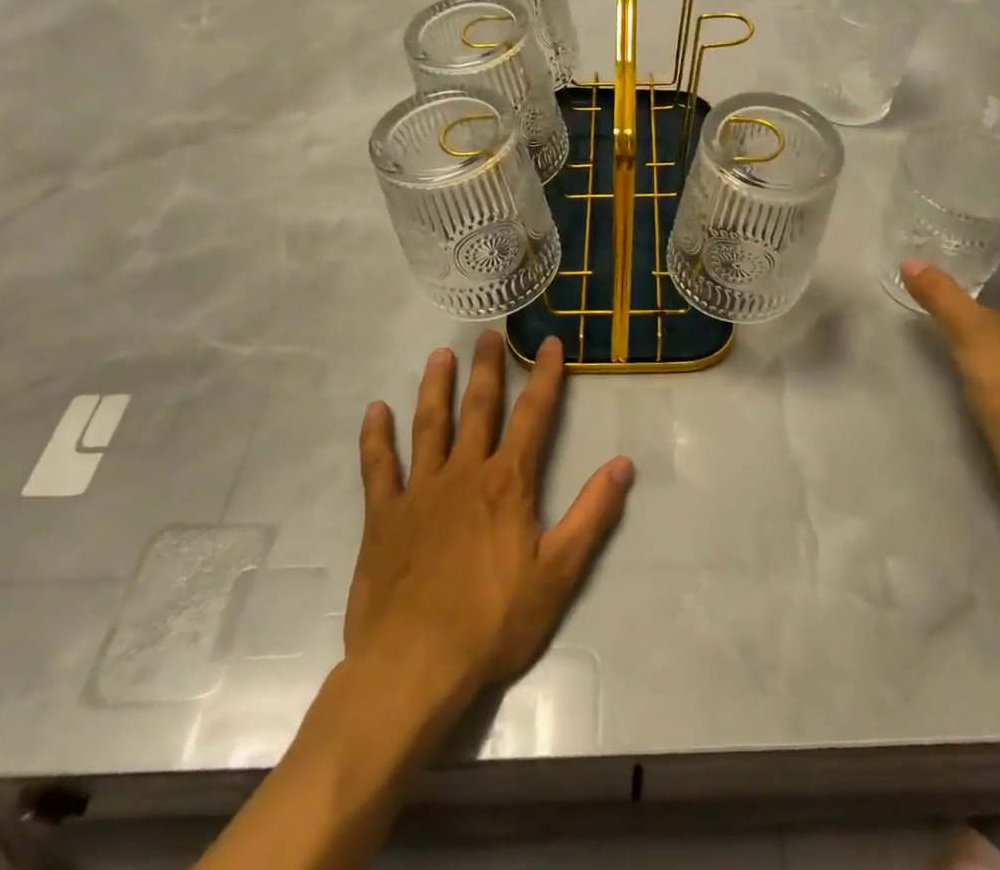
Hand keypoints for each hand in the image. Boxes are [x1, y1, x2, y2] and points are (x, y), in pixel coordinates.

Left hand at [344, 332, 634, 712]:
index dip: (545, 377)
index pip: (533, 416)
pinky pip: (378, 467)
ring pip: (430, 425)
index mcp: (508, 483)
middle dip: (488, 369)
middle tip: (489, 333)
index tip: (550, 343)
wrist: (413, 667)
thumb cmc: (493, 622)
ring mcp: (419, 491)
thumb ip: (593, 514)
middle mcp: (464, 473)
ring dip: (436, 387)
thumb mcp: (559, 573)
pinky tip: (376, 410)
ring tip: (440, 355)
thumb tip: (624, 464)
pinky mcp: (384, 517)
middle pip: (479, 408)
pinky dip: (376, 437)